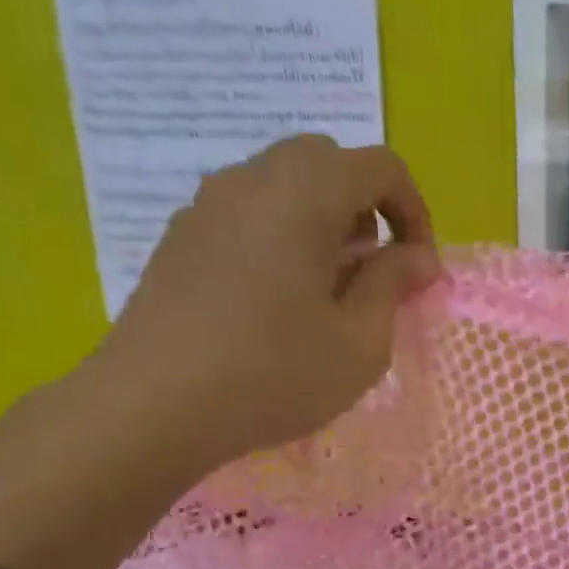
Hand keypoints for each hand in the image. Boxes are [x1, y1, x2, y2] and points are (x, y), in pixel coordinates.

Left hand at [81, 136, 440, 479]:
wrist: (151, 407)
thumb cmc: (273, 374)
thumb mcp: (360, 341)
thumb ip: (393, 284)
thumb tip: (417, 256)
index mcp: (304, 194)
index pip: (381, 167)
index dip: (415, 212)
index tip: (418, 269)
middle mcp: (252, 180)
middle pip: (327, 161)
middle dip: (367, 207)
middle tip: (373, 269)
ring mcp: (208, 204)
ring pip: (284, 183)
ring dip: (323, 219)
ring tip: (328, 288)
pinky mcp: (181, 236)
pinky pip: (249, 211)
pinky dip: (282, 233)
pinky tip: (277, 299)